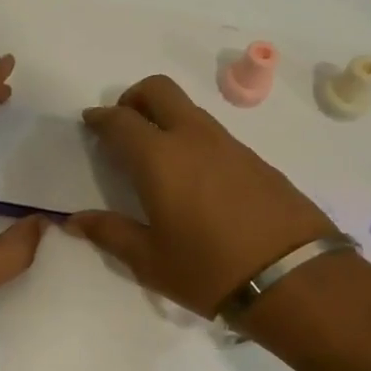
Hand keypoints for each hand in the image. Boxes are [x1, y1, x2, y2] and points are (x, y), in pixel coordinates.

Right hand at [67, 75, 336, 317]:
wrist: (296, 280)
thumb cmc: (209, 270)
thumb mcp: (149, 260)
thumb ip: (109, 232)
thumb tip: (74, 220)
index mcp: (158, 157)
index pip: (120, 120)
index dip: (100, 118)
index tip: (90, 123)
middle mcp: (192, 138)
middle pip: (158, 90)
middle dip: (133, 98)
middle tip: (122, 127)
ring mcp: (228, 145)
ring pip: (188, 109)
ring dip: (164, 117)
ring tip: (155, 157)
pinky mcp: (255, 159)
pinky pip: (212, 132)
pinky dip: (191, 138)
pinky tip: (192, 177)